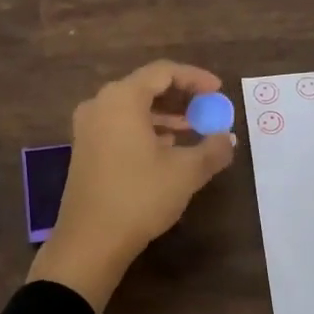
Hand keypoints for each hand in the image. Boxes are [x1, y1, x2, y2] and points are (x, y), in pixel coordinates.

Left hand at [27, 60, 236, 313]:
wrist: (90, 241)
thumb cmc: (139, 197)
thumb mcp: (186, 172)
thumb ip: (212, 149)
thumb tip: (228, 139)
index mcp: (122, 99)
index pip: (163, 72)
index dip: (195, 78)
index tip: (219, 91)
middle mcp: (100, 105)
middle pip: (145, 87)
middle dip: (180, 97)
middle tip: (207, 109)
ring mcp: (88, 128)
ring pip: (132, 109)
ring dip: (164, 116)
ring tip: (192, 131)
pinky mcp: (85, 150)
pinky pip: (120, 126)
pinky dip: (145, 130)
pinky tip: (166, 150)